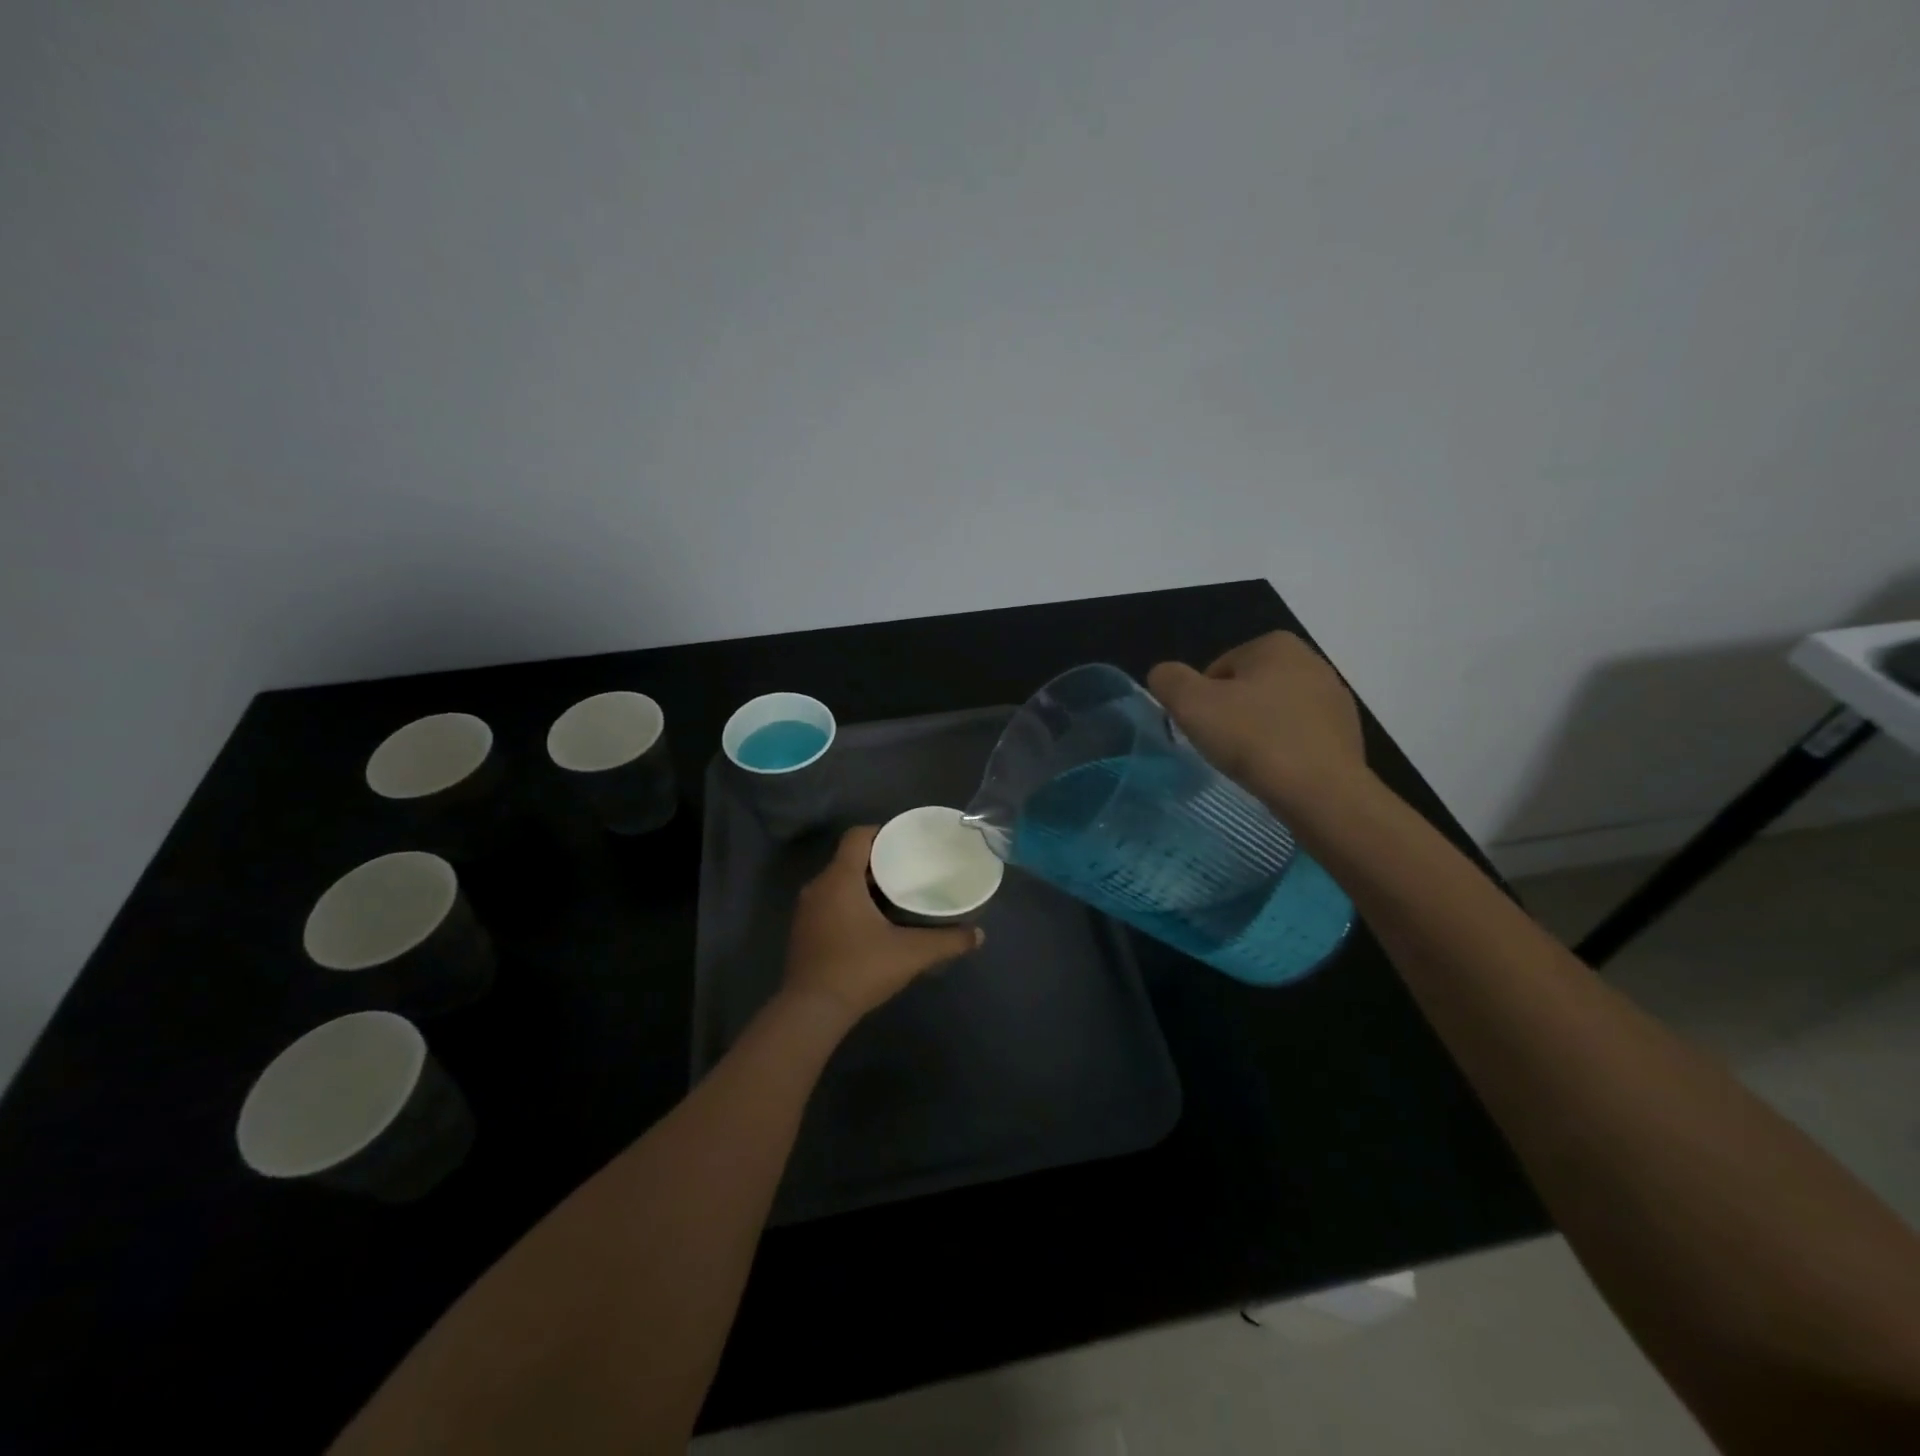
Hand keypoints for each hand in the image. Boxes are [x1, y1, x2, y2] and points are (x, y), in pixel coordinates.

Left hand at [783, 826, 983, 1020]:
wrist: (811, 1012)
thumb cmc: (859, 969)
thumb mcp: (910, 954)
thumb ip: (946, 941)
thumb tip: (978, 935)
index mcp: (840, 879)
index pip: (857, 836)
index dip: (882, 832)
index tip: (906, 842)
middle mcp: (818, 887)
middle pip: (849, 859)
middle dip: (878, 861)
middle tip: (909, 869)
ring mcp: (806, 910)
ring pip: (838, 882)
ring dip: (863, 884)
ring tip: (895, 894)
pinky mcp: (803, 931)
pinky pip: (829, 902)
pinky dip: (850, 903)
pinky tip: (872, 923)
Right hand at [1147, 631, 1372, 820]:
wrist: (1323, 793)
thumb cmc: (1254, 740)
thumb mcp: (1192, 705)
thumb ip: (1168, 680)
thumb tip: (1165, 675)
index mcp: (1275, 645)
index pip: (1216, 670)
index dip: (1202, 702)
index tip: (1206, 730)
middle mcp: (1311, 661)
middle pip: (1247, 689)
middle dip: (1231, 715)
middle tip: (1223, 748)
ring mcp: (1334, 698)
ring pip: (1274, 713)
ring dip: (1258, 733)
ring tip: (1251, 764)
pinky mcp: (1347, 732)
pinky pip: (1299, 736)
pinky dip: (1284, 751)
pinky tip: (1278, 773)